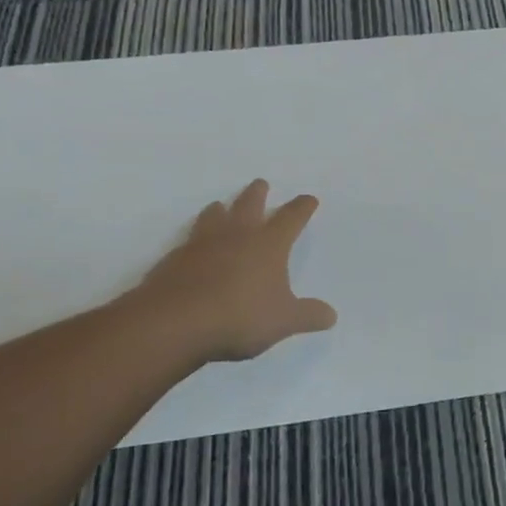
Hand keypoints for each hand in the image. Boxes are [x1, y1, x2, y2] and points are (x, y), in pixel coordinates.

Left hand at [112, 180, 337, 365]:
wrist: (175, 322)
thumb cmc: (239, 316)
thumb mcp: (283, 321)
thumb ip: (308, 315)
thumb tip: (331, 315)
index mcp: (269, 243)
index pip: (291, 217)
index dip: (302, 207)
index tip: (309, 199)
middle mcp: (237, 235)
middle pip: (249, 204)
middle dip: (257, 193)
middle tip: (260, 183)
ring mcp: (202, 243)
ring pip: (214, 215)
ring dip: (220, 209)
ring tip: (220, 206)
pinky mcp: (174, 258)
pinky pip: (188, 240)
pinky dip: (195, 239)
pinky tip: (192, 248)